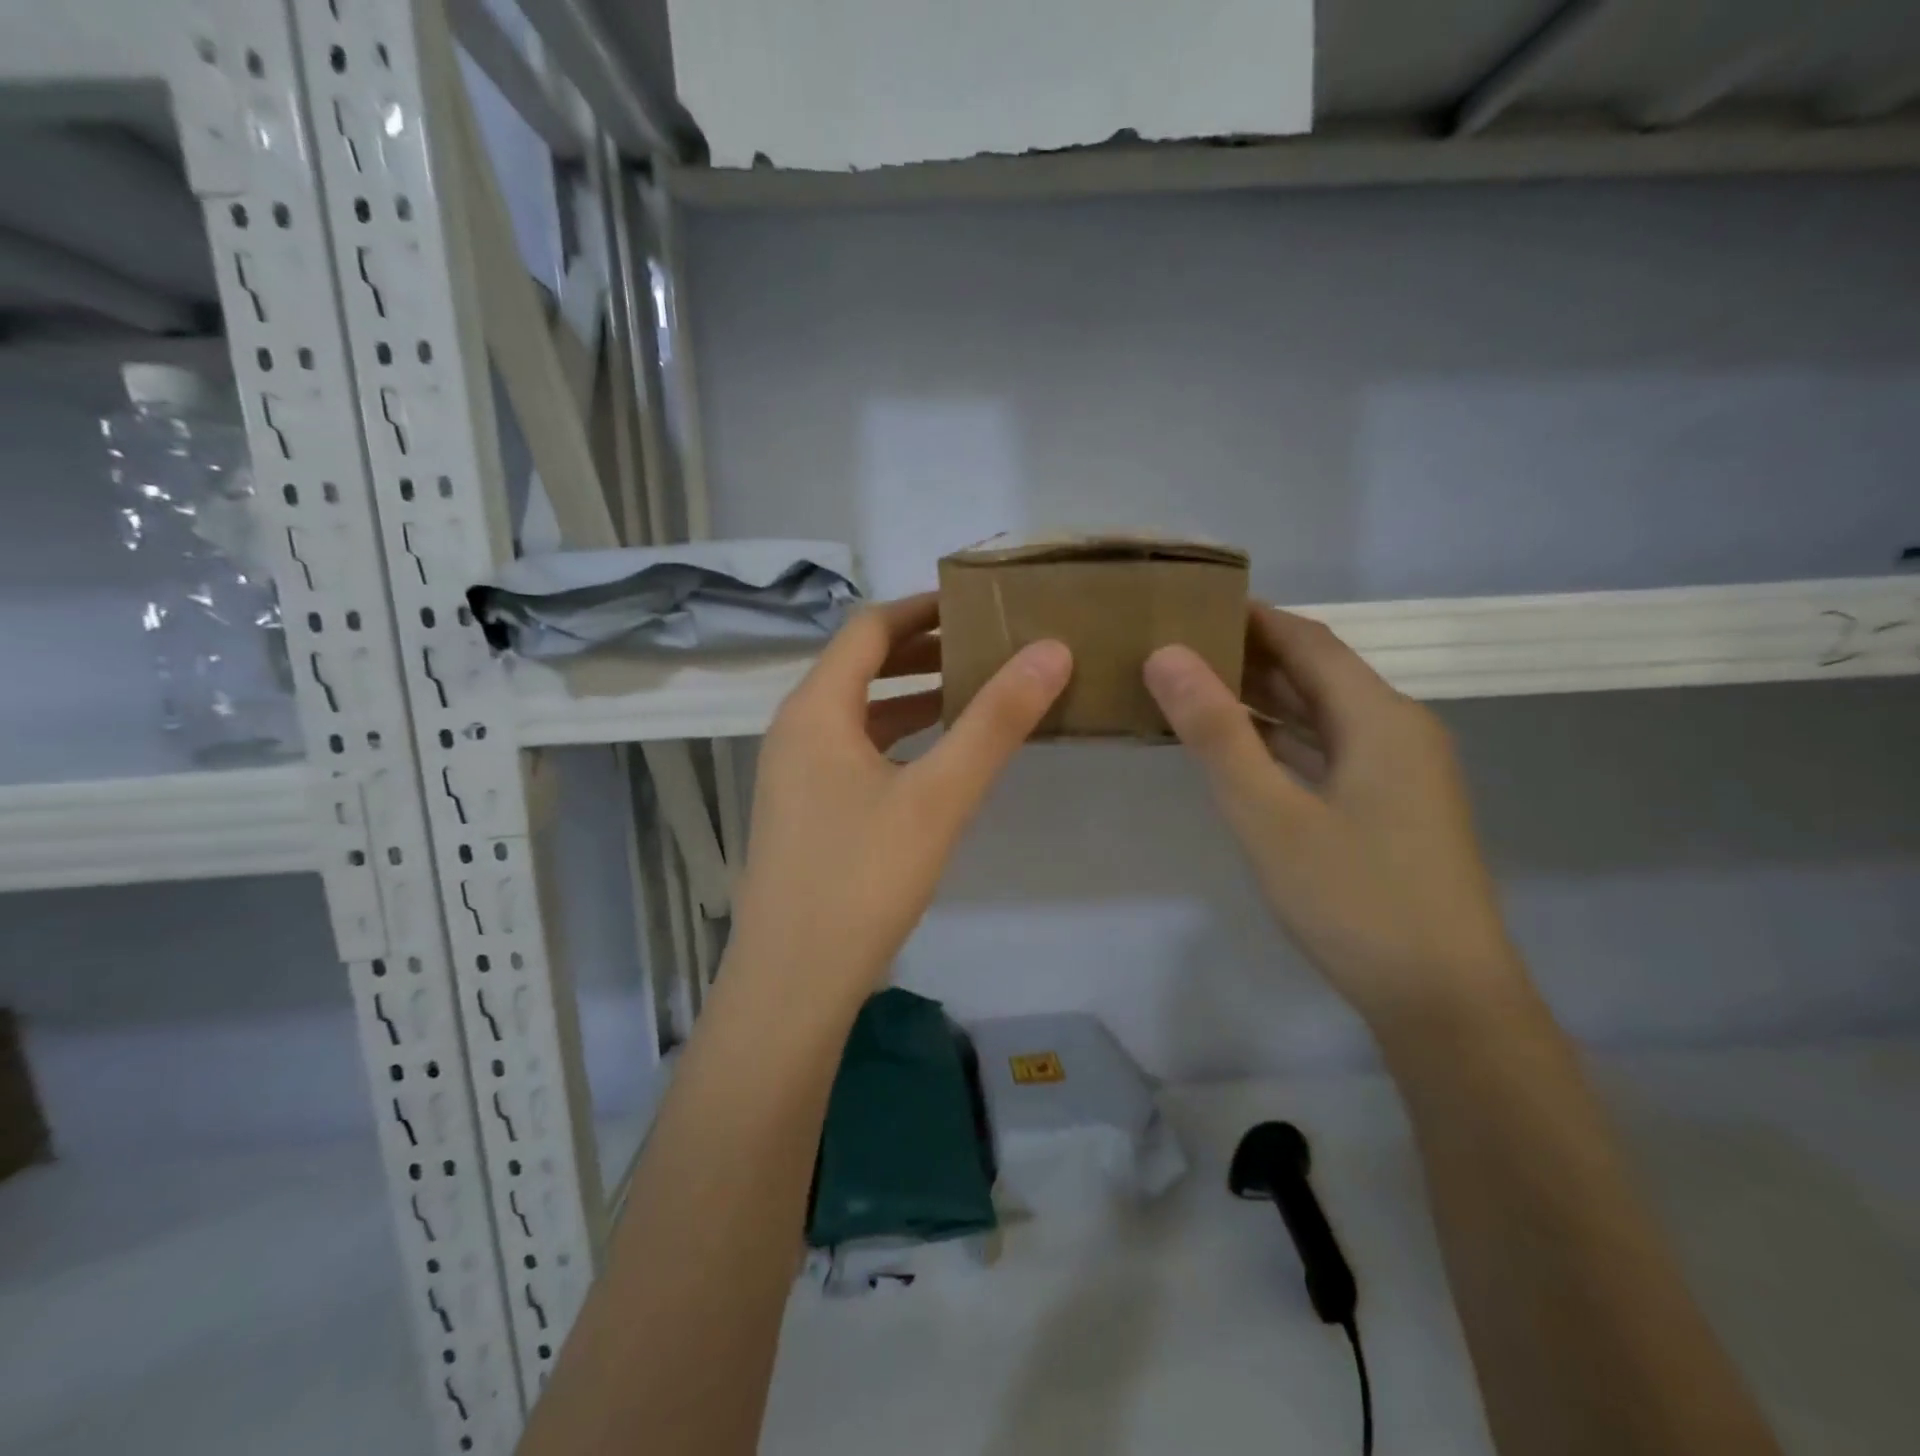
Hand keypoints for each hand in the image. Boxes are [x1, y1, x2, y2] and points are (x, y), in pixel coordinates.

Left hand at [729, 593, 1071, 1001]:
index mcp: (815, 709)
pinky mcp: (804, 811)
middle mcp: (795, 730)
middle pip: (859, 665)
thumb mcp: (938, 796)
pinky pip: (853, 751)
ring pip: (858, 712)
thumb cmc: (862, 880)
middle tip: (985, 643)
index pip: (870, 628)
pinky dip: (896, 738)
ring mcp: (794, 774)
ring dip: (910, 695)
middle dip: (921, 650)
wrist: (792, 984)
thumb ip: (995, 721)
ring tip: (972, 691)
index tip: (977, 603)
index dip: (923, 608)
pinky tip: (936, 758)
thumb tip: (1051, 649)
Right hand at [1144, 605, 1526, 1026]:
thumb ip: (1216, 732)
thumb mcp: (1268, 813)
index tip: (1190, 603)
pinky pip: (1329, 752)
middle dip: (1250, 654)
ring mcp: (1400, 773)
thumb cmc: (1354, 899)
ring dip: (1264, 698)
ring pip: (1323, 715)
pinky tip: (1242, 749)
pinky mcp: (1393, 808)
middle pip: (1318, 673)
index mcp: (1379, 716)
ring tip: (1194, 687)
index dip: (1251, 616)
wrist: (1444, 1001)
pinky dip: (1283, 740)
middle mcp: (1398, 730)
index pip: (1307, 640)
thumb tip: (1166, 656)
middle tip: (1177, 645)